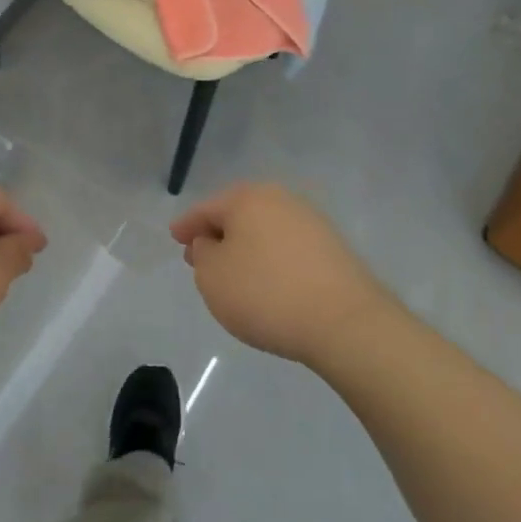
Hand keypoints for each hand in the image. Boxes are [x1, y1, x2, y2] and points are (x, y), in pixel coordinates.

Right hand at [170, 183, 385, 363]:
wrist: (345, 323)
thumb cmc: (266, 294)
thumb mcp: (213, 276)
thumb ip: (203, 253)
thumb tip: (212, 242)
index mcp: (248, 198)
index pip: (207, 208)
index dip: (187, 225)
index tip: (175, 238)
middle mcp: (281, 200)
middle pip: (238, 214)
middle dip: (217, 234)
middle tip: (199, 256)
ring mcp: (312, 223)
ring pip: (264, 230)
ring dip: (245, 247)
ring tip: (232, 274)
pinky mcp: (333, 250)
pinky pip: (287, 248)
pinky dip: (270, 260)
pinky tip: (266, 283)